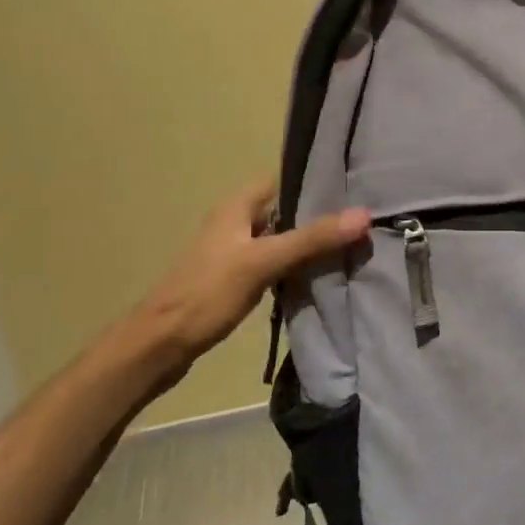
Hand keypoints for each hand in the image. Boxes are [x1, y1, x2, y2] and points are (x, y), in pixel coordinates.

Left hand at [110, 178, 369, 380]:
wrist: (160, 345)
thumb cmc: (208, 293)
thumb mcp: (264, 262)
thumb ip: (312, 239)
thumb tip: (363, 215)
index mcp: (236, 207)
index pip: (281, 180)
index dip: (313, 181)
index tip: (351, 188)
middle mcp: (234, 222)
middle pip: (283, 210)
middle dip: (317, 215)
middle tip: (358, 221)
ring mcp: (232, 252)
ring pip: (279, 238)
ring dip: (307, 243)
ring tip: (348, 246)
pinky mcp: (233, 279)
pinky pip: (272, 263)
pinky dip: (293, 266)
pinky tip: (318, 276)